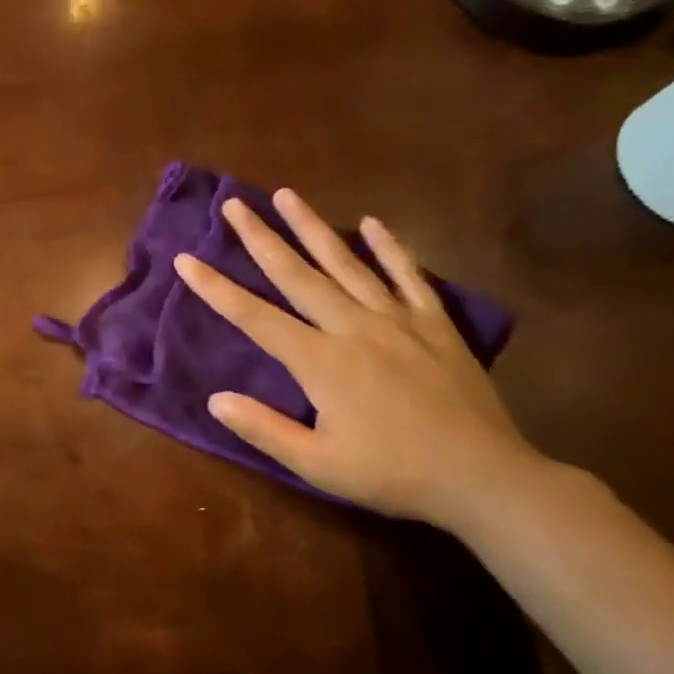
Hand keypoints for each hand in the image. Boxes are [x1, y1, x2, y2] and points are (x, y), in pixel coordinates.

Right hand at [173, 189, 549, 529]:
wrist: (486, 478)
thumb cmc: (394, 474)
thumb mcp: (319, 466)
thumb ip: (264, 429)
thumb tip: (215, 399)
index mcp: (321, 362)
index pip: (255, 317)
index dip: (216, 289)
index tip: (186, 259)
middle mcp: (353, 328)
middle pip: (297, 274)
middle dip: (260, 237)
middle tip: (235, 203)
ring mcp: (397, 321)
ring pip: (346, 263)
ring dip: (312, 227)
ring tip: (287, 194)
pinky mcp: (435, 324)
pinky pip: (408, 276)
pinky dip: (389, 248)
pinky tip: (370, 223)